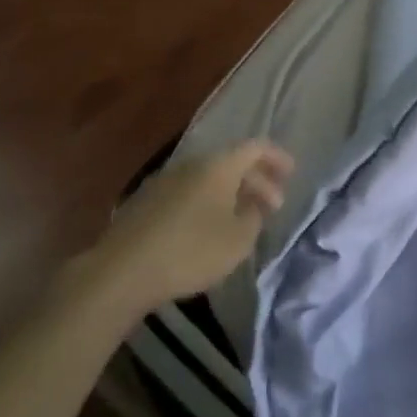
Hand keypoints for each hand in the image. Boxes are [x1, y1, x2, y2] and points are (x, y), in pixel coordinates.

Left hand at [86, 140, 294, 313]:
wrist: (124, 268)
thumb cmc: (191, 250)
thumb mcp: (237, 240)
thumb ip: (254, 218)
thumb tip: (254, 204)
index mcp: (218, 165)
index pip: (255, 147)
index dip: (277, 157)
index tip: (292, 172)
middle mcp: (193, 163)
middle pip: (232, 163)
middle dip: (257, 181)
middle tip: (273, 206)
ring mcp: (167, 179)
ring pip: (209, 179)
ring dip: (231, 193)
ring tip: (244, 219)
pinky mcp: (148, 200)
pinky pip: (190, 192)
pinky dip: (208, 203)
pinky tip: (210, 228)